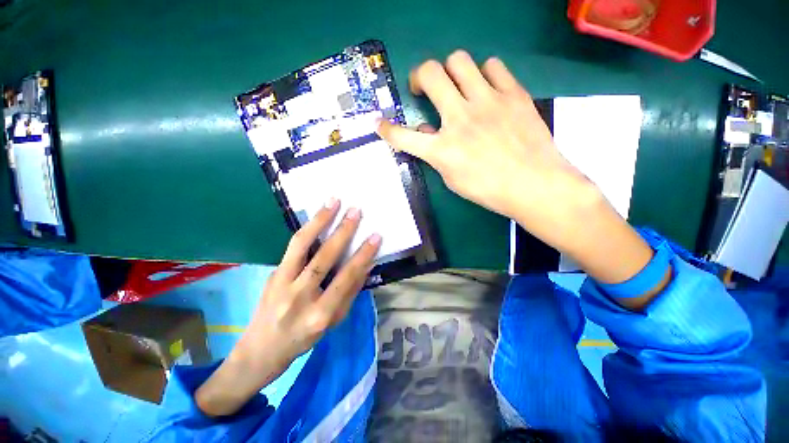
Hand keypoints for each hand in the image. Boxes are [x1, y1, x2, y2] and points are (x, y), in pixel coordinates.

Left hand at [195, 198, 380, 415]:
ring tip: (333, 202)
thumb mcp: (333, 322)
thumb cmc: (304, 338)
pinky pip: (293, 247)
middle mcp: (299, 296)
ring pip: (301, 245)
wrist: (260, 350)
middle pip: (324, 258)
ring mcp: (282, 282)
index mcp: (320, 314)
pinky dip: (308, 228)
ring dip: (319, 220)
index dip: (362, 255)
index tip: (375, 236)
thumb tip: (365, 265)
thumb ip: (350, 292)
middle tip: (356, 211)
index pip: (346, 278)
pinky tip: (318, 216)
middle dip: (343, 232)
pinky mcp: (273, 273)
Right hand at [377, 50, 594, 236]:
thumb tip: (427, 132)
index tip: (380, 124)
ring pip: (460, 60)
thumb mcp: (454, 179)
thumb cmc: (489, 190)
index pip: (404, 136)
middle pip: (431, 73)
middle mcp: (460, 118)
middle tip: (424, 88)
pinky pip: (493, 66)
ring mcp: (488, 101)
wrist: (536, 185)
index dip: (387, 129)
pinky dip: (484, 74)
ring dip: (451, 71)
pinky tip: (486, 89)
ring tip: (457, 87)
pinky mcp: (513, 94)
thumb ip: (436, 154)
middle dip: (419, 77)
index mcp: (443, 149)